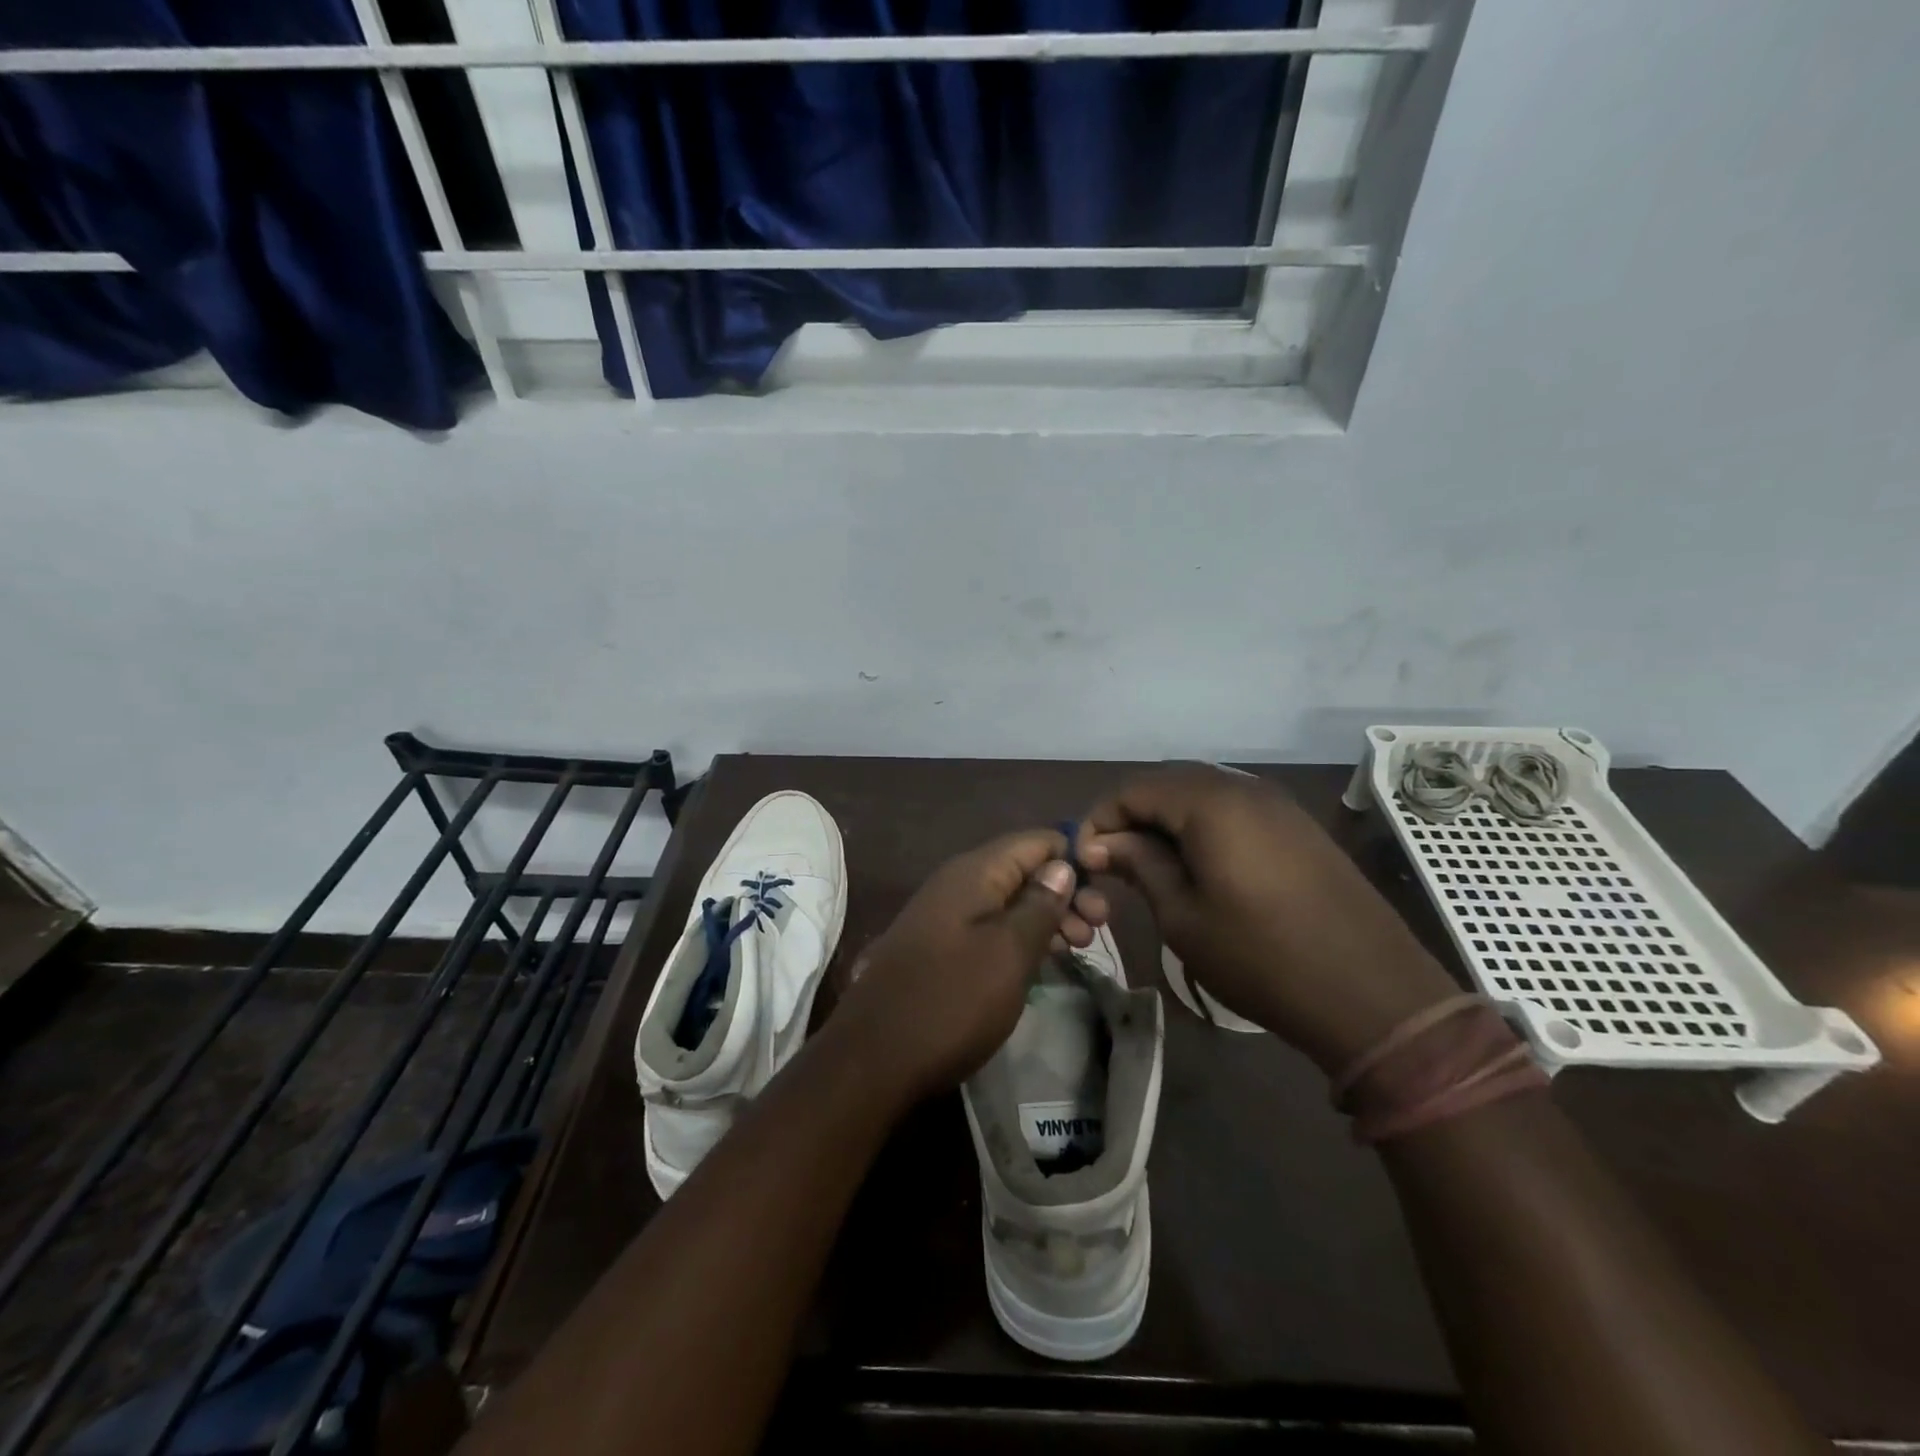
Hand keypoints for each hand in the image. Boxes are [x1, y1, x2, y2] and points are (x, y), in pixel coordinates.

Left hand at [828, 829, 1109, 1103]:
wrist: (873, 1059)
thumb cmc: (951, 1001)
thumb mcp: (1009, 953)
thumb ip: (1039, 905)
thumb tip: (1061, 865)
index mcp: (974, 872)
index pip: (1035, 840)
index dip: (1074, 854)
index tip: (1108, 885)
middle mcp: (957, 883)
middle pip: (1023, 869)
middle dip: (1065, 890)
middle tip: (1100, 927)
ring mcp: (945, 915)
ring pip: (1008, 900)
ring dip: (1047, 916)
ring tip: (1082, 945)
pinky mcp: (940, 946)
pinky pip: (991, 926)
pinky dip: (1022, 936)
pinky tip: (1047, 957)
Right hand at [1080, 767, 1457, 1072]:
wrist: (1373, 994)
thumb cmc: (1262, 958)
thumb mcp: (1183, 917)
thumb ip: (1140, 865)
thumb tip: (1102, 843)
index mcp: (1210, 802)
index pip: (1133, 789)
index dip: (1100, 819)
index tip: (1085, 860)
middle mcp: (1244, 787)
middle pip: (1168, 784)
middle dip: (1132, 817)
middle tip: (1114, 863)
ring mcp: (1278, 804)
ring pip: (1202, 794)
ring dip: (1167, 822)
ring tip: (1151, 867)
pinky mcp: (1298, 826)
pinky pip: (1234, 810)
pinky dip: (1203, 827)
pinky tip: (1198, 866)